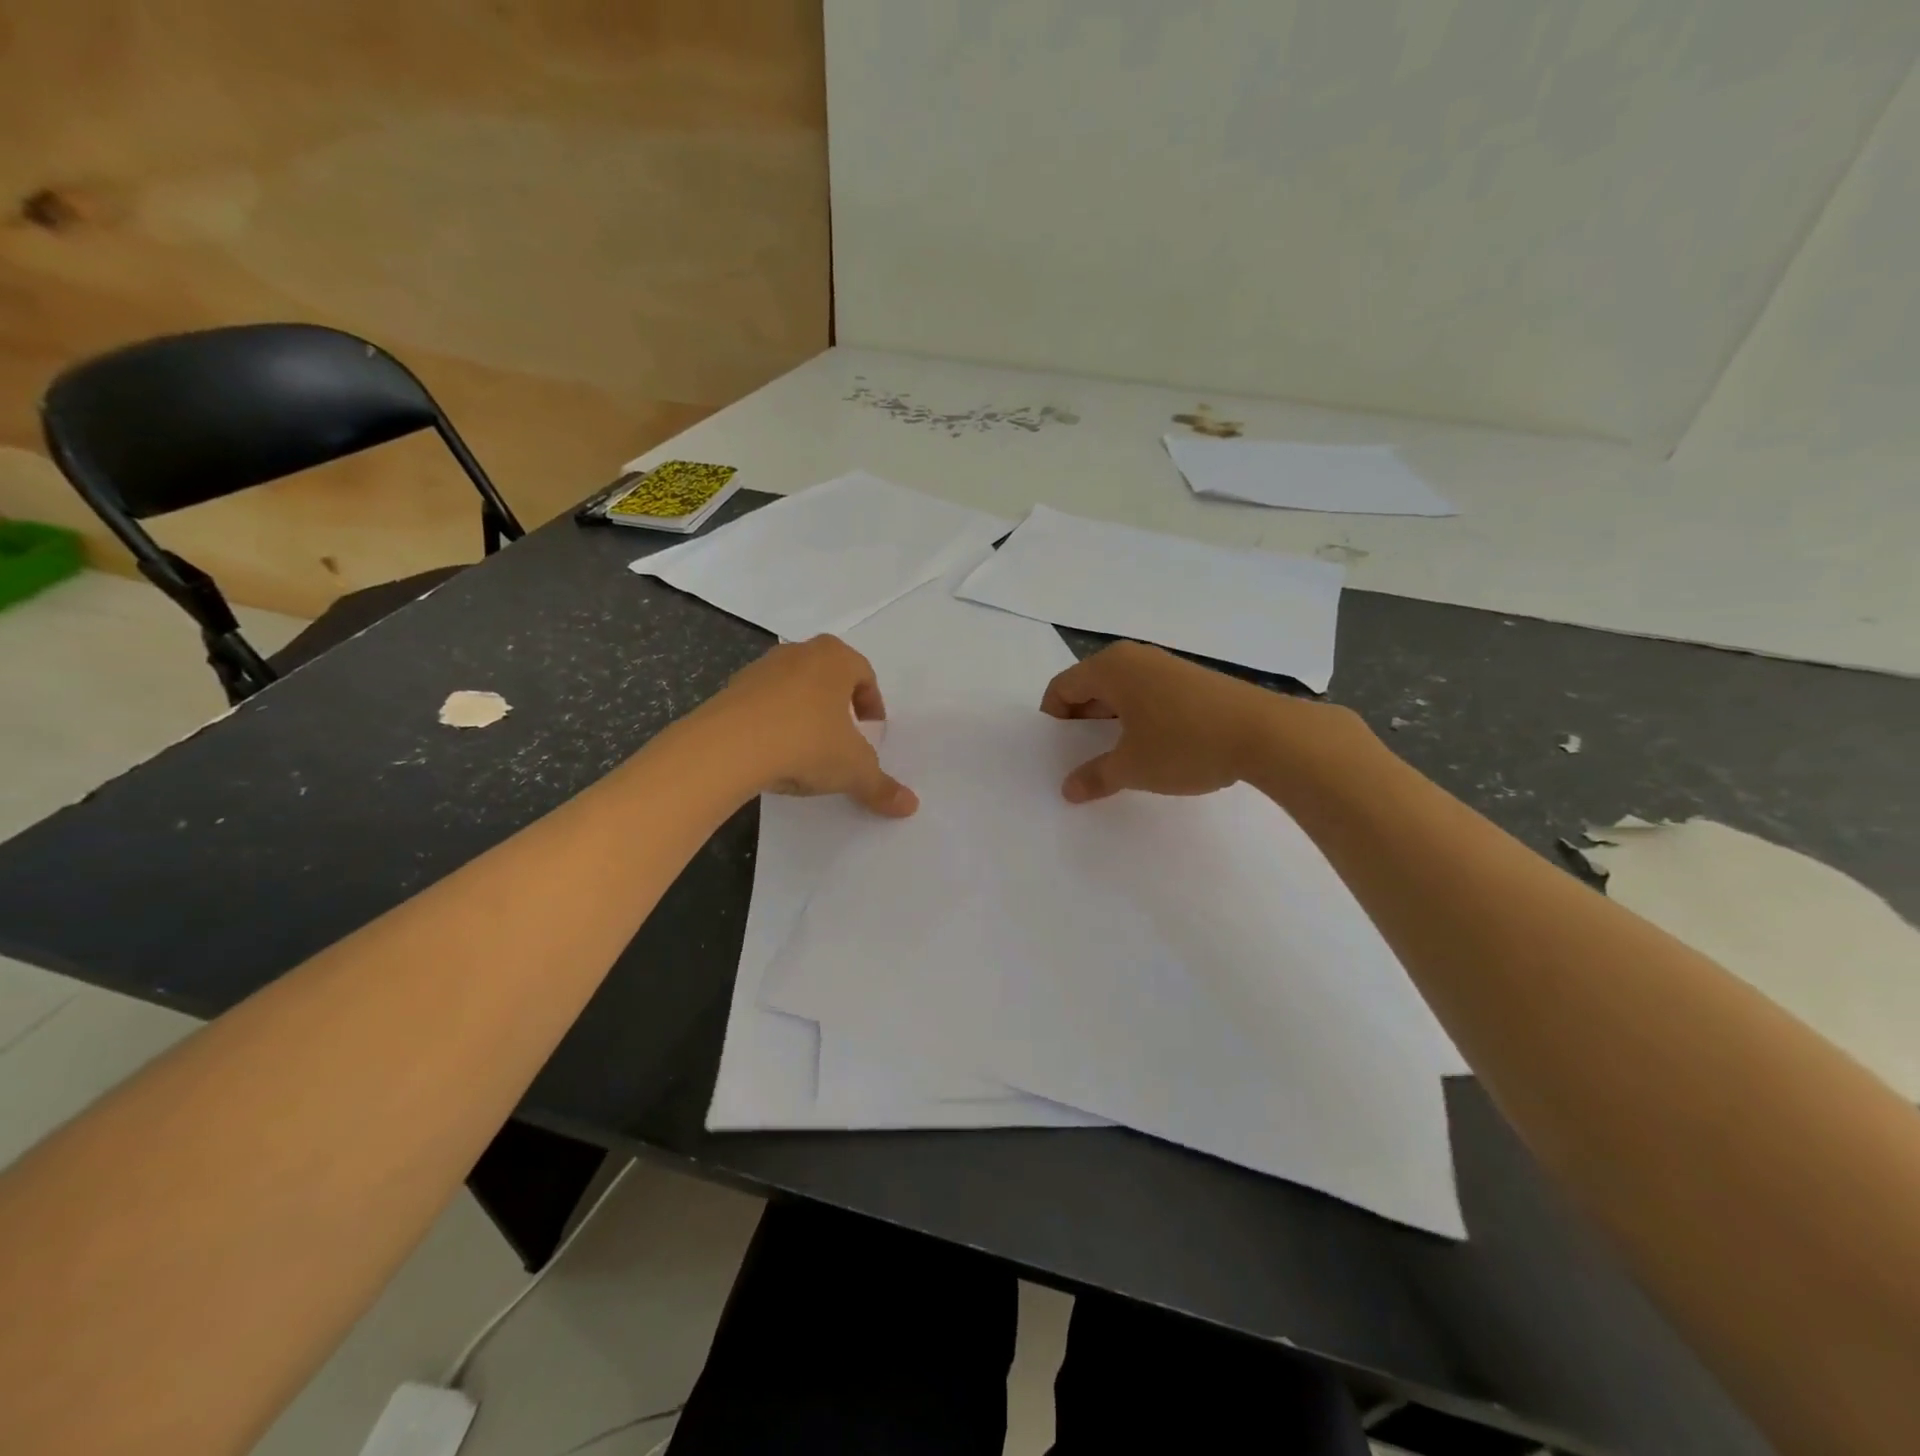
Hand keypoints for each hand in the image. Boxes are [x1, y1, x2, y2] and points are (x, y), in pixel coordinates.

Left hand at [702, 637, 918, 816]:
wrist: (728, 747)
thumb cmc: (807, 743)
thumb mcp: (853, 770)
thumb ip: (881, 786)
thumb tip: (911, 806)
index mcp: (836, 658)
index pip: (864, 674)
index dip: (872, 703)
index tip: (871, 729)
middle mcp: (799, 653)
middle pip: (828, 675)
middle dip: (839, 703)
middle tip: (844, 734)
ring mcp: (761, 668)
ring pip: (794, 687)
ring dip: (804, 711)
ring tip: (807, 746)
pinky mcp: (731, 689)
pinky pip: (763, 703)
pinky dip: (774, 721)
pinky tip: (774, 751)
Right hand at [1040, 642, 1303, 802]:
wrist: (1265, 734)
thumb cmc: (1184, 744)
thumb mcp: (1132, 767)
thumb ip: (1095, 776)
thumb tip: (1068, 789)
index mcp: (1111, 668)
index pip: (1062, 687)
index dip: (1053, 721)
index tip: (1057, 753)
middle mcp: (1135, 658)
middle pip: (1090, 687)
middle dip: (1082, 724)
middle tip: (1082, 759)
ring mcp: (1167, 666)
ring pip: (1122, 693)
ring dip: (1112, 724)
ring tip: (1118, 759)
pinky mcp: (1193, 681)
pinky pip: (1149, 696)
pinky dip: (1139, 720)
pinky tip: (1153, 750)